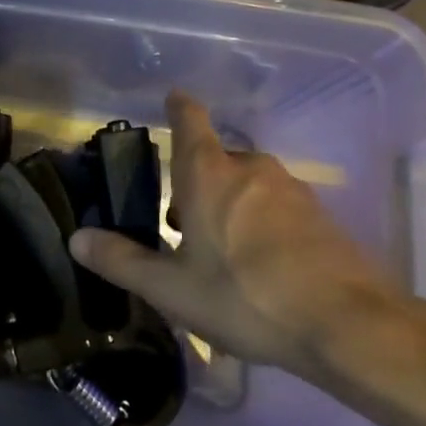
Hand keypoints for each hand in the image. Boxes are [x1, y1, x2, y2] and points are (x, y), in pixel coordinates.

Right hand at [69, 90, 396, 376]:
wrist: (348, 326)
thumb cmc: (245, 297)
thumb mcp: (172, 288)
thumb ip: (121, 261)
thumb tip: (77, 238)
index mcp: (209, 173)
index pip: (190, 119)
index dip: (179, 107)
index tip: (173, 99)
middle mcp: (250, 168)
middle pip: (216, 159)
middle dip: (196, 182)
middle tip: (179, 224)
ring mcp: (292, 191)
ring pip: (248, 185)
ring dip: (229, 205)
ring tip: (219, 253)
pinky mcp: (322, 218)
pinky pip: (278, 208)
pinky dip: (262, 225)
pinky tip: (261, 268)